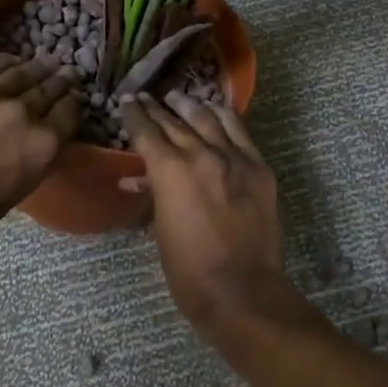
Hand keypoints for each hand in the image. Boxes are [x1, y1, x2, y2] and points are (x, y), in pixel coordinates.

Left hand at [0, 56, 77, 261]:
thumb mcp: (9, 197)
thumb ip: (28, 163)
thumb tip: (30, 146)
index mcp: (41, 148)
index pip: (70, 115)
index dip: (72, 107)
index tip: (71, 102)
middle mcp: (21, 113)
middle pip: (49, 89)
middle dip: (58, 83)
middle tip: (64, 76)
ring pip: (19, 72)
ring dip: (34, 68)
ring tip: (41, 63)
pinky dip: (1, 62)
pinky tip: (6, 61)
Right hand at [119, 95, 308, 335]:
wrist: (242, 289)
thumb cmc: (189, 269)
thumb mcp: (160, 229)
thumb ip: (154, 195)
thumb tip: (139, 179)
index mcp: (171, 171)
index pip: (148, 132)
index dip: (134, 115)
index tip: (127, 101)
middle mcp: (203, 154)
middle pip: (176, 122)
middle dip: (158, 109)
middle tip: (146, 97)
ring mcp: (236, 158)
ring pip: (210, 119)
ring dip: (191, 106)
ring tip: (179, 98)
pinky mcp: (260, 168)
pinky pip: (241, 133)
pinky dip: (225, 118)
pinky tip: (217, 112)